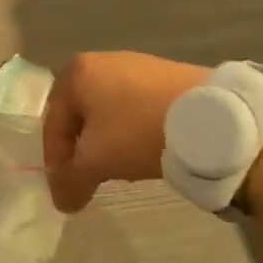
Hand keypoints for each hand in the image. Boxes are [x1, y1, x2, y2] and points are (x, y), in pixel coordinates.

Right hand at [43, 51, 210, 212]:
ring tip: (121, 166)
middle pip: (80, 114)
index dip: (56, 161)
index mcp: (76, 72)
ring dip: (107, 140)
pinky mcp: (164, 73)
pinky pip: (135, 105)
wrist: (209, 117)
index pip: (53, 123)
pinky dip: (132, 129)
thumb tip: (61, 202)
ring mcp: (135, 64)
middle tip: (90, 176)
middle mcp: (100, 60)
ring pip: (108, 110)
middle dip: (82, 148)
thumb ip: (71, 180)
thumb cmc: (138, 130)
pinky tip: (146, 147)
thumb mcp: (97, 160)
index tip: (68, 190)